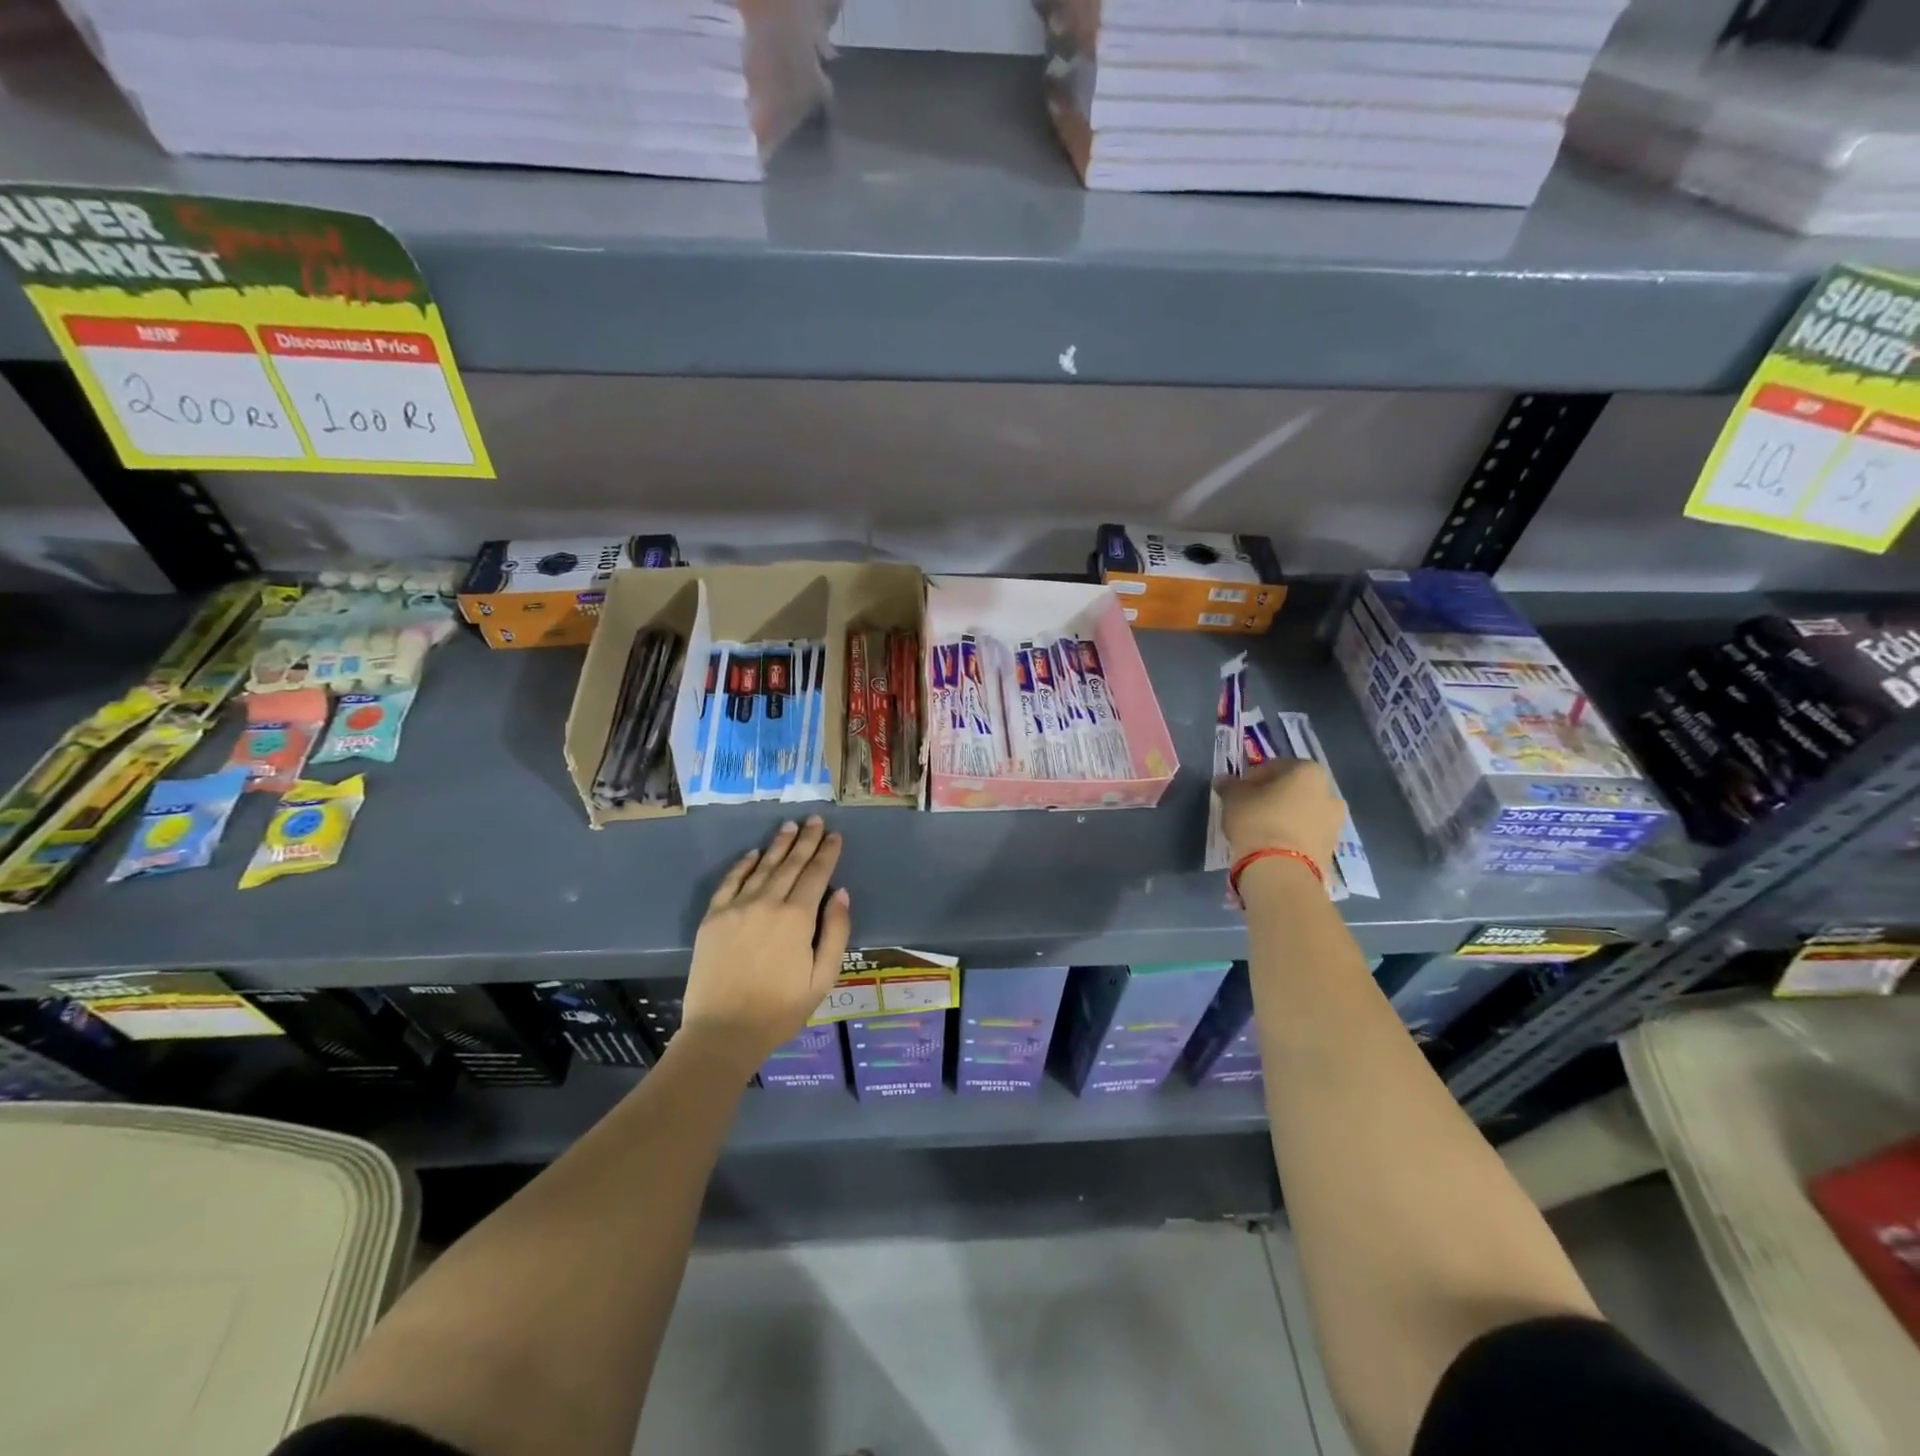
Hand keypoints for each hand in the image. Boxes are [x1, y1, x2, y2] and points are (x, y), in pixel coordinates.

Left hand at [680, 816, 851, 1071]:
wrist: (723, 1032)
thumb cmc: (780, 1010)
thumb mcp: (823, 978)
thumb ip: (836, 932)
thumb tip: (841, 894)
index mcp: (797, 918)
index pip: (817, 874)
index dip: (827, 853)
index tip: (835, 835)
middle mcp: (767, 902)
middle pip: (791, 863)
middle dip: (806, 840)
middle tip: (814, 819)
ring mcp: (737, 907)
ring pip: (763, 867)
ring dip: (778, 845)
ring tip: (789, 826)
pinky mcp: (713, 918)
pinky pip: (731, 882)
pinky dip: (744, 865)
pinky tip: (754, 853)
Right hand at [1218, 758, 1344, 880]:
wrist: (1281, 870)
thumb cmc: (1258, 821)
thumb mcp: (1233, 798)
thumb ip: (1229, 785)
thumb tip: (1224, 781)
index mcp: (1308, 772)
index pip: (1275, 767)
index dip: (1253, 777)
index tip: (1238, 791)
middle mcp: (1329, 793)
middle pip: (1293, 790)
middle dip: (1273, 797)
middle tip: (1250, 808)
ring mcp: (1334, 823)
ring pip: (1302, 813)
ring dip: (1284, 817)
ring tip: (1260, 830)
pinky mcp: (1331, 849)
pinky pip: (1306, 835)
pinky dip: (1292, 836)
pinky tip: (1272, 845)